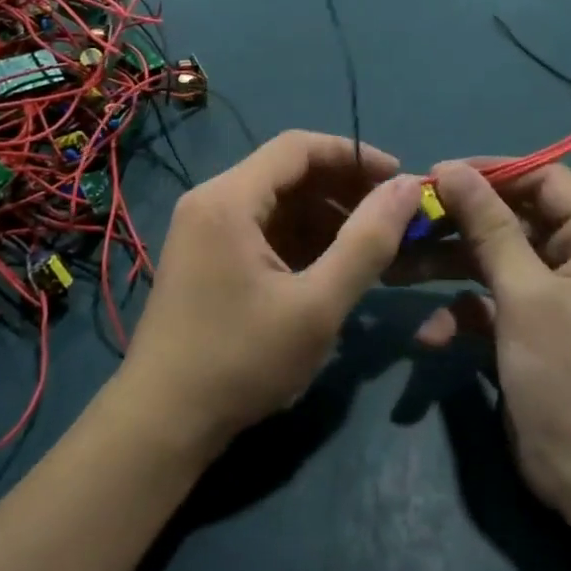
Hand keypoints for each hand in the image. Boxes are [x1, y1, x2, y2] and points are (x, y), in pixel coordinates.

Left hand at [118, 132, 420, 456]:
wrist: (162, 424)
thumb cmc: (241, 360)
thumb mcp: (317, 305)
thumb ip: (367, 243)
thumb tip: (408, 187)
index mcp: (229, 198)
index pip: (298, 147)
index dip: (354, 155)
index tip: (399, 179)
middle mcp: (212, 201)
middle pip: (287, 172)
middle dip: (343, 189)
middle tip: (391, 217)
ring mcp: (205, 230)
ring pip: (277, 203)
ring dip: (326, 216)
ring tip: (371, 246)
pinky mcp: (207, 258)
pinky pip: (262, 230)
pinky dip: (301, 239)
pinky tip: (333, 267)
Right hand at [413, 160, 570, 520]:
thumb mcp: (526, 293)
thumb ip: (488, 225)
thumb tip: (452, 167)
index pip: (544, 180)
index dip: (491, 173)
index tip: (436, 176)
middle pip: (512, 221)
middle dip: (458, 226)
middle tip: (404, 222)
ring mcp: (554, 298)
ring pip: (493, 262)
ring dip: (447, 268)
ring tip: (395, 271)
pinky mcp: (531, 332)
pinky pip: (490, 305)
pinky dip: (462, 315)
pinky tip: (432, 338)